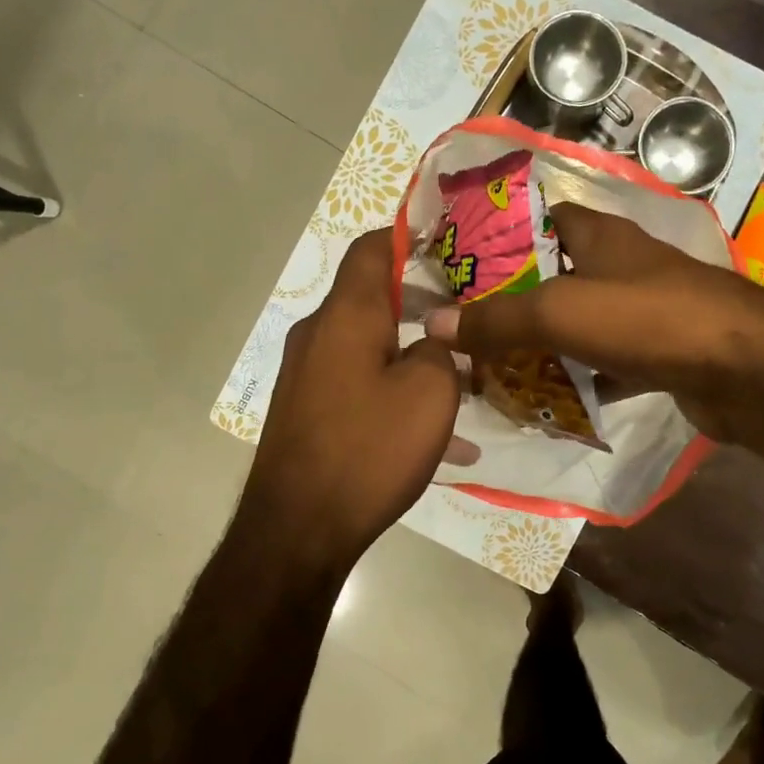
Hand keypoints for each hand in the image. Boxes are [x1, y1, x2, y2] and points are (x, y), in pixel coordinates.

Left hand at [238, 229, 460, 572]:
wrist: (297, 528)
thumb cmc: (369, 449)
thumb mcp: (430, 393)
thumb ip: (441, 351)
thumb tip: (431, 344)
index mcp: (346, 316)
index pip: (371, 248)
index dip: (406, 235)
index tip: (444, 239)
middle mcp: (317, 334)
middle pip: (370, 297)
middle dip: (420, 300)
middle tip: (466, 315)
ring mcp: (305, 374)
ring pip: (366, 344)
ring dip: (410, 351)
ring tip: (459, 379)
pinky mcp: (304, 410)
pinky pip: (355, 382)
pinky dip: (391, 390)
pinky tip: (431, 436)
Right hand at [424, 203, 763, 444]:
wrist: (747, 370)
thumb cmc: (649, 319)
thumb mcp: (561, 312)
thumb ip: (497, 319)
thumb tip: (432, 323)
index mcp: (599, 236)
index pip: (539, 219)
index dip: (498, 236)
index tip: (459, 266)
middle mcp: (621, 266)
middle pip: (554, 276)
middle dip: (513, 301)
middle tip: (466, 330)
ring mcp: (643, 311)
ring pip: (579, 323)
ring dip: (543, 345)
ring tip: (493, 369)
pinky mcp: (659, 353)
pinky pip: (605, 363)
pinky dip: (580, 379)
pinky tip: (549, 402)